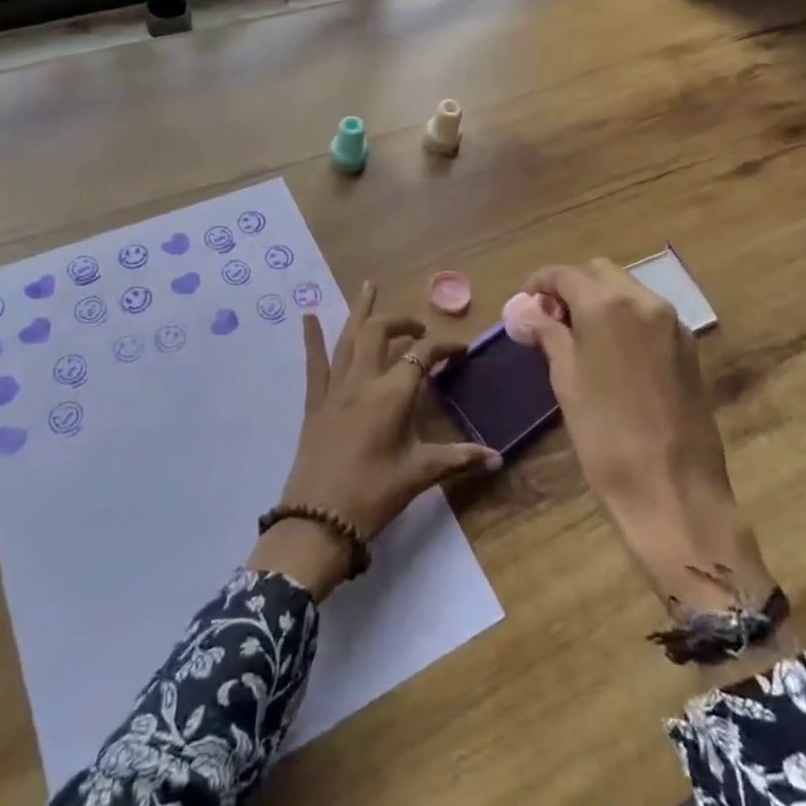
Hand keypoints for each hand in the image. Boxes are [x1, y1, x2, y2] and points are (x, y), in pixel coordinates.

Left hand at [248, 282, 501, 600]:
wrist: (318, 520)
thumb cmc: (374, 494)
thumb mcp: (420, 474)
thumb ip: (459, 459)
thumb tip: (498, 458)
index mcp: (393, 394)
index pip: (422, 356)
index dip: (444, 348)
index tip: (460, 351)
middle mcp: (363, 380)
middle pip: (381, 333)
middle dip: (402, 322)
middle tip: (418, 327)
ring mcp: (335, 388)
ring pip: (348, 338)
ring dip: (360, 310)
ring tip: (369, 285)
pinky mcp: (314, 401)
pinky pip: (314, 363)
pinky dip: (312, 337)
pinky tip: (307, 315)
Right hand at [520, 260, 775, 616]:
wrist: (673, 488)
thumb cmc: (605, 434)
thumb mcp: (566, 380)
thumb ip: (549, 335)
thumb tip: (529, 313)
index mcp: (608, 304)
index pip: (565, 274)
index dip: (540, 282)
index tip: (525, 300)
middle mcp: (644, 301)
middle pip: (600, 273)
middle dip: (572, 286)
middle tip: (551, 317)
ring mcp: (672, 323)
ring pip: (628, 290)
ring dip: (600, 300)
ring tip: (578, 335)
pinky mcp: (688, 347)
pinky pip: (649, 315)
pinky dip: (625, 318)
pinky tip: (611, 351)